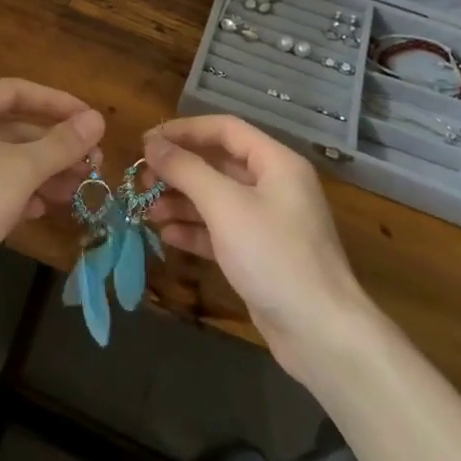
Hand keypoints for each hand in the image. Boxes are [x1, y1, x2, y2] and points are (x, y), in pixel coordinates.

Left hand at [0, 79, 104, 315]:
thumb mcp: (22, 169)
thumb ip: (62, 144)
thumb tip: (97, 119)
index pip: (16, 91)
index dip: (56, 101)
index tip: (88, 119)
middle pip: (13, 127)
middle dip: (54, 145)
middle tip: (92, 162)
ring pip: (5, 159)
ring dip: (43, 171)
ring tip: (77, 189)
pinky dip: (19, 191)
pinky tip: (43, 209)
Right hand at [142, 115, 365, 382]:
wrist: (320, 332)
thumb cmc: (274, 255)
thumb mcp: (225, 205)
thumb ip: (186, 169)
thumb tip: (152, 143)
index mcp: (276, 163)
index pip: (225, 129)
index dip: (184, 130)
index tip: (146, 141)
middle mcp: (274, 186)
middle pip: (218, 164)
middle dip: (178, 170)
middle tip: (141, 180)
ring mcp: (268, 222)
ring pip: (216, 198)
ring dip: (181, 201)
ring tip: (147, 210)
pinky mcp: (260, 254)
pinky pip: (221, 230)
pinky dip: (194, 229)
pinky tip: (166, 235)